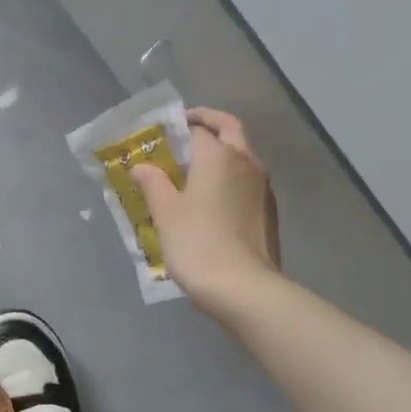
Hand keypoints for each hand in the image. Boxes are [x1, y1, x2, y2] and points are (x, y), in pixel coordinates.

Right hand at [131, 108, 279, 314]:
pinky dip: (229, 175)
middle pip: (229, 129)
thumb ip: (153, 183)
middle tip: (184, 132)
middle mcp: (246, 161)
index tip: (158, 135)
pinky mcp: (268, 210)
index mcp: (219, 156)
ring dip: (221, 150)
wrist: (244, 287)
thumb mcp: (166, 213)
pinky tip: (211, 197)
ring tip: (193, 168)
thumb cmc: (198, 243)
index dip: (176, 128)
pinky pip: (246, 179)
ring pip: (242, 154)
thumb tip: (142, 167)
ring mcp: (262, 186)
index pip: (196, 128)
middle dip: (207, 124)